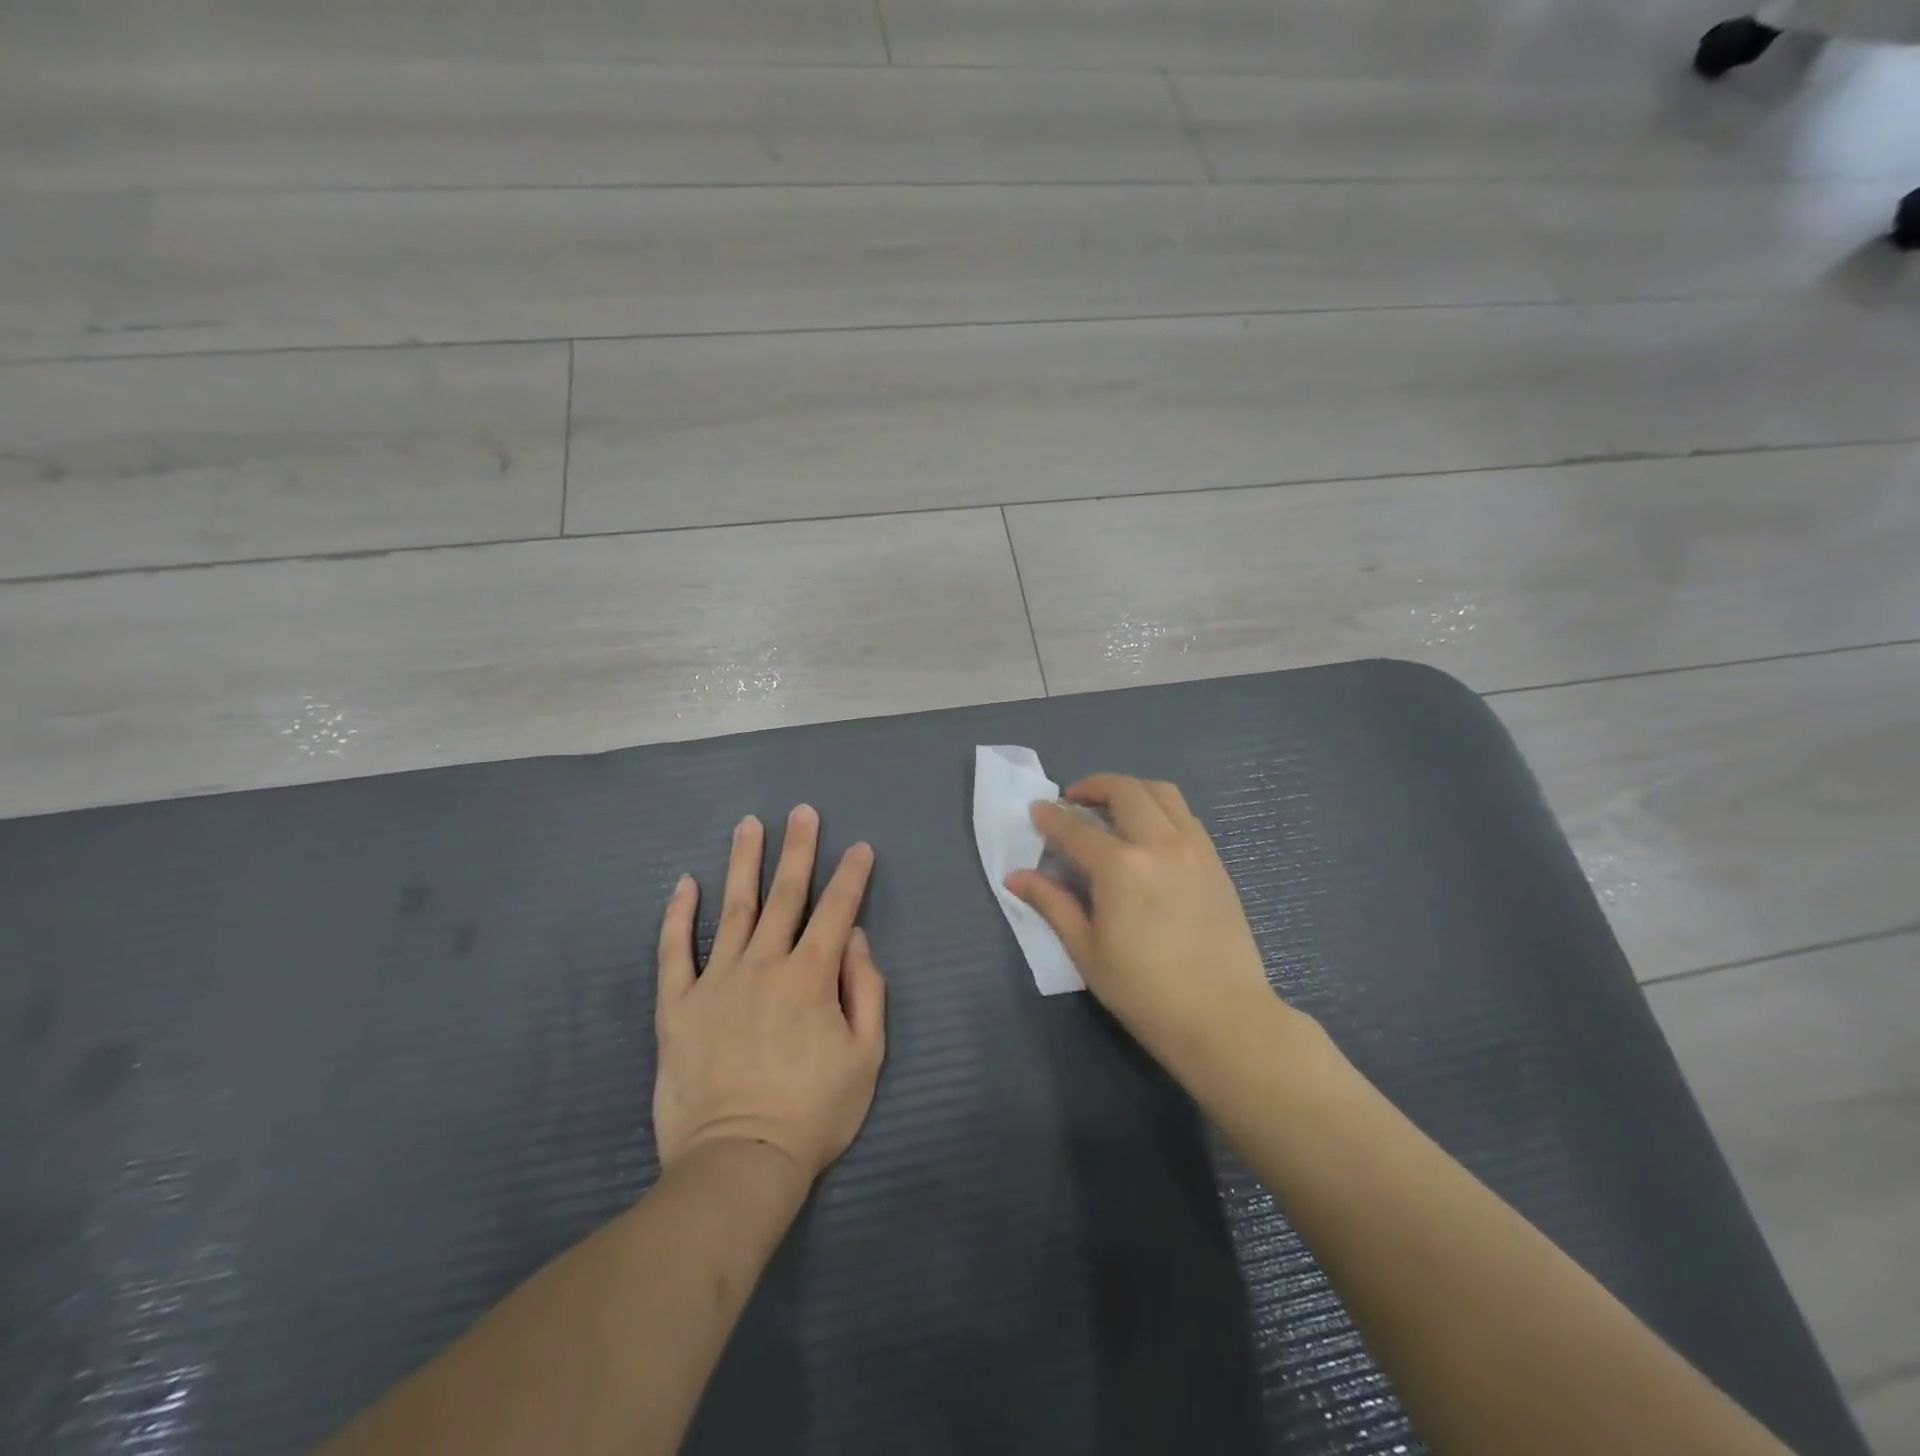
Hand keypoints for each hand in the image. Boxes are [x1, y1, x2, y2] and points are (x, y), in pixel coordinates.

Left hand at [653, 804, 886, 1187]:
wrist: (739, 1163)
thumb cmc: (813, 1113)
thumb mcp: (866, 1056)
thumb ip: (866, 990)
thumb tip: (855, 939)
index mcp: (812, 976)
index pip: (836, 911)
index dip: (851, 876)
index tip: (860, 847)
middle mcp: (765, 964)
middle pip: (785, 894)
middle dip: (798, 849)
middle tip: (802, 811)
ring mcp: (716, 981)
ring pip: (734, 909)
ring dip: (743, 863)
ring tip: (749, 825)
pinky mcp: (677, 1007)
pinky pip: (674, 952)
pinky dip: (678, 916)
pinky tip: (684, 883)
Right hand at [1006, 774, 1283, 1080]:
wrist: (1224, 1018)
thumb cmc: (1145, 991)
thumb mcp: (1086, 951)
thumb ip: (1052, 904)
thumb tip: (1015, 877)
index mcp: (1120, 867)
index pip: (1076, 829)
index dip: (1051, 817)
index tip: (1037, 810)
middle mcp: (1159, 844)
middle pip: (1124, 791)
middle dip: (1093, 786)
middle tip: (1074, 801)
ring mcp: (1194, 849)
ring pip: (1162, 793)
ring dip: (1131, 790)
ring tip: (1112, 808)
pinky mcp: (1216, 862)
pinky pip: (1186, 816)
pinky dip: (1161, 809)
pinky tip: (1149, 833)